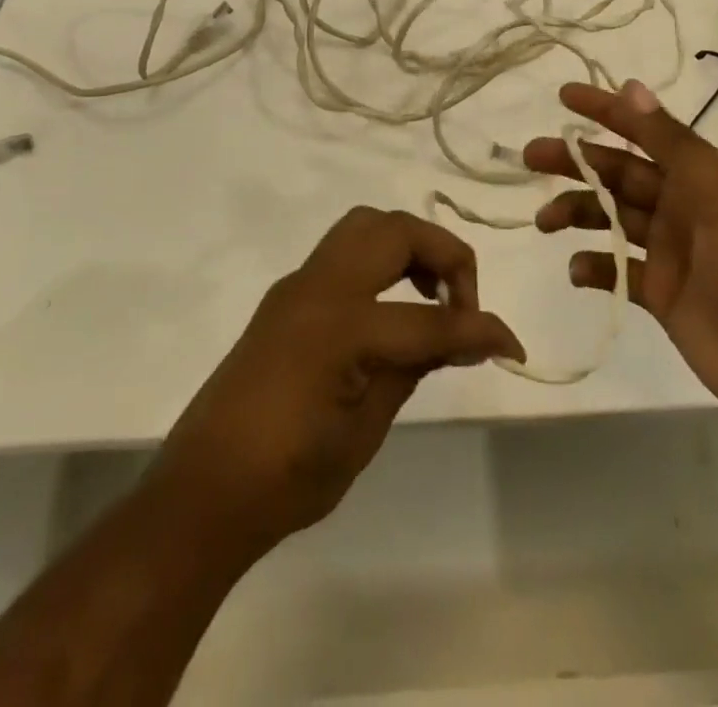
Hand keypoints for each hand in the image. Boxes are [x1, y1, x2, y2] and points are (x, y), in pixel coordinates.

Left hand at [146, 207, 524, 554]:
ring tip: (430, 299)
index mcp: (341, 326)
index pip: (429, 318)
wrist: (203, 490)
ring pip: (366, 227)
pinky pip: (343, 252)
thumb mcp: (365, 430)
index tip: (513, 347)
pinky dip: (380, 261)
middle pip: (396, 231)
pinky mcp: (287, 295)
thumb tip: (460, 337)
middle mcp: (319, 286)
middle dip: (443, 255)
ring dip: (409, 247)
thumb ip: (413, 368)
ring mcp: (298, 284)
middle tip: (462, 304)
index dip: (480, 330)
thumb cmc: (288, 477)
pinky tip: (391, 310)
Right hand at [524, 80, 717, 435]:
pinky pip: (617, 270)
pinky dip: (593, 267)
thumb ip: (670, 142)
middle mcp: (682, 206)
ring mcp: (670, 252)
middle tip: (531, 157)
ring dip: (576, 212)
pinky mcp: (660, 295)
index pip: (644, 133)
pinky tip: (577, 270)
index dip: (605, 112)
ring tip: (544, 221)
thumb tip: (631, 87)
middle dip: (576, 162)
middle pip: (618, 174)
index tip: (562, 97)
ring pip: (611, 218)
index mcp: (701, 176)